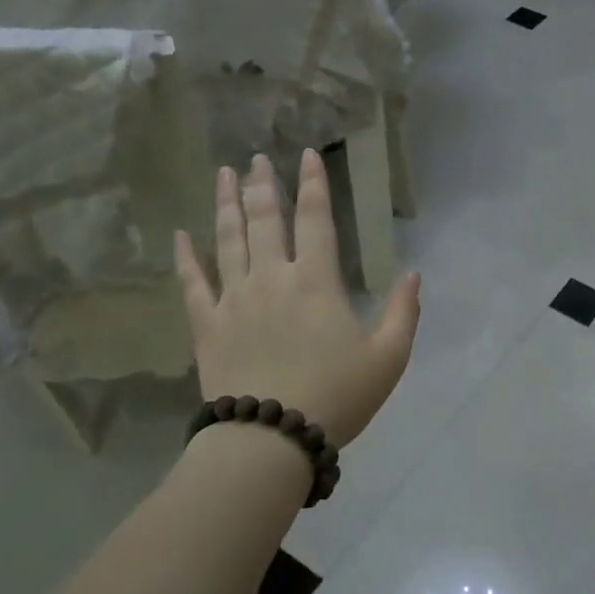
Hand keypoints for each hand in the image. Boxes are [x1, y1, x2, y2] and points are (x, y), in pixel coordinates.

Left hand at [175, 150, 420, 445]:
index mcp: (316, 281)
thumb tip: (414, 274)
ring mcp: (234, 299)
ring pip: (227, 240)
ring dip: (226, 204)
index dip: (313, 184)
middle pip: (265, 219)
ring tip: (225, 175)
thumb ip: (403, 312)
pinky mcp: (207, 325)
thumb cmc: (337, 396)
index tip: (307, 155)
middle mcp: (271, 277)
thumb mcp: (388, 358)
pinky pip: (192, 283)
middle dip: (264, 185)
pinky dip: (185, 257)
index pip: (316, 219)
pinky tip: (180, 235)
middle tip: (258, 158)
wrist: (271, 438)